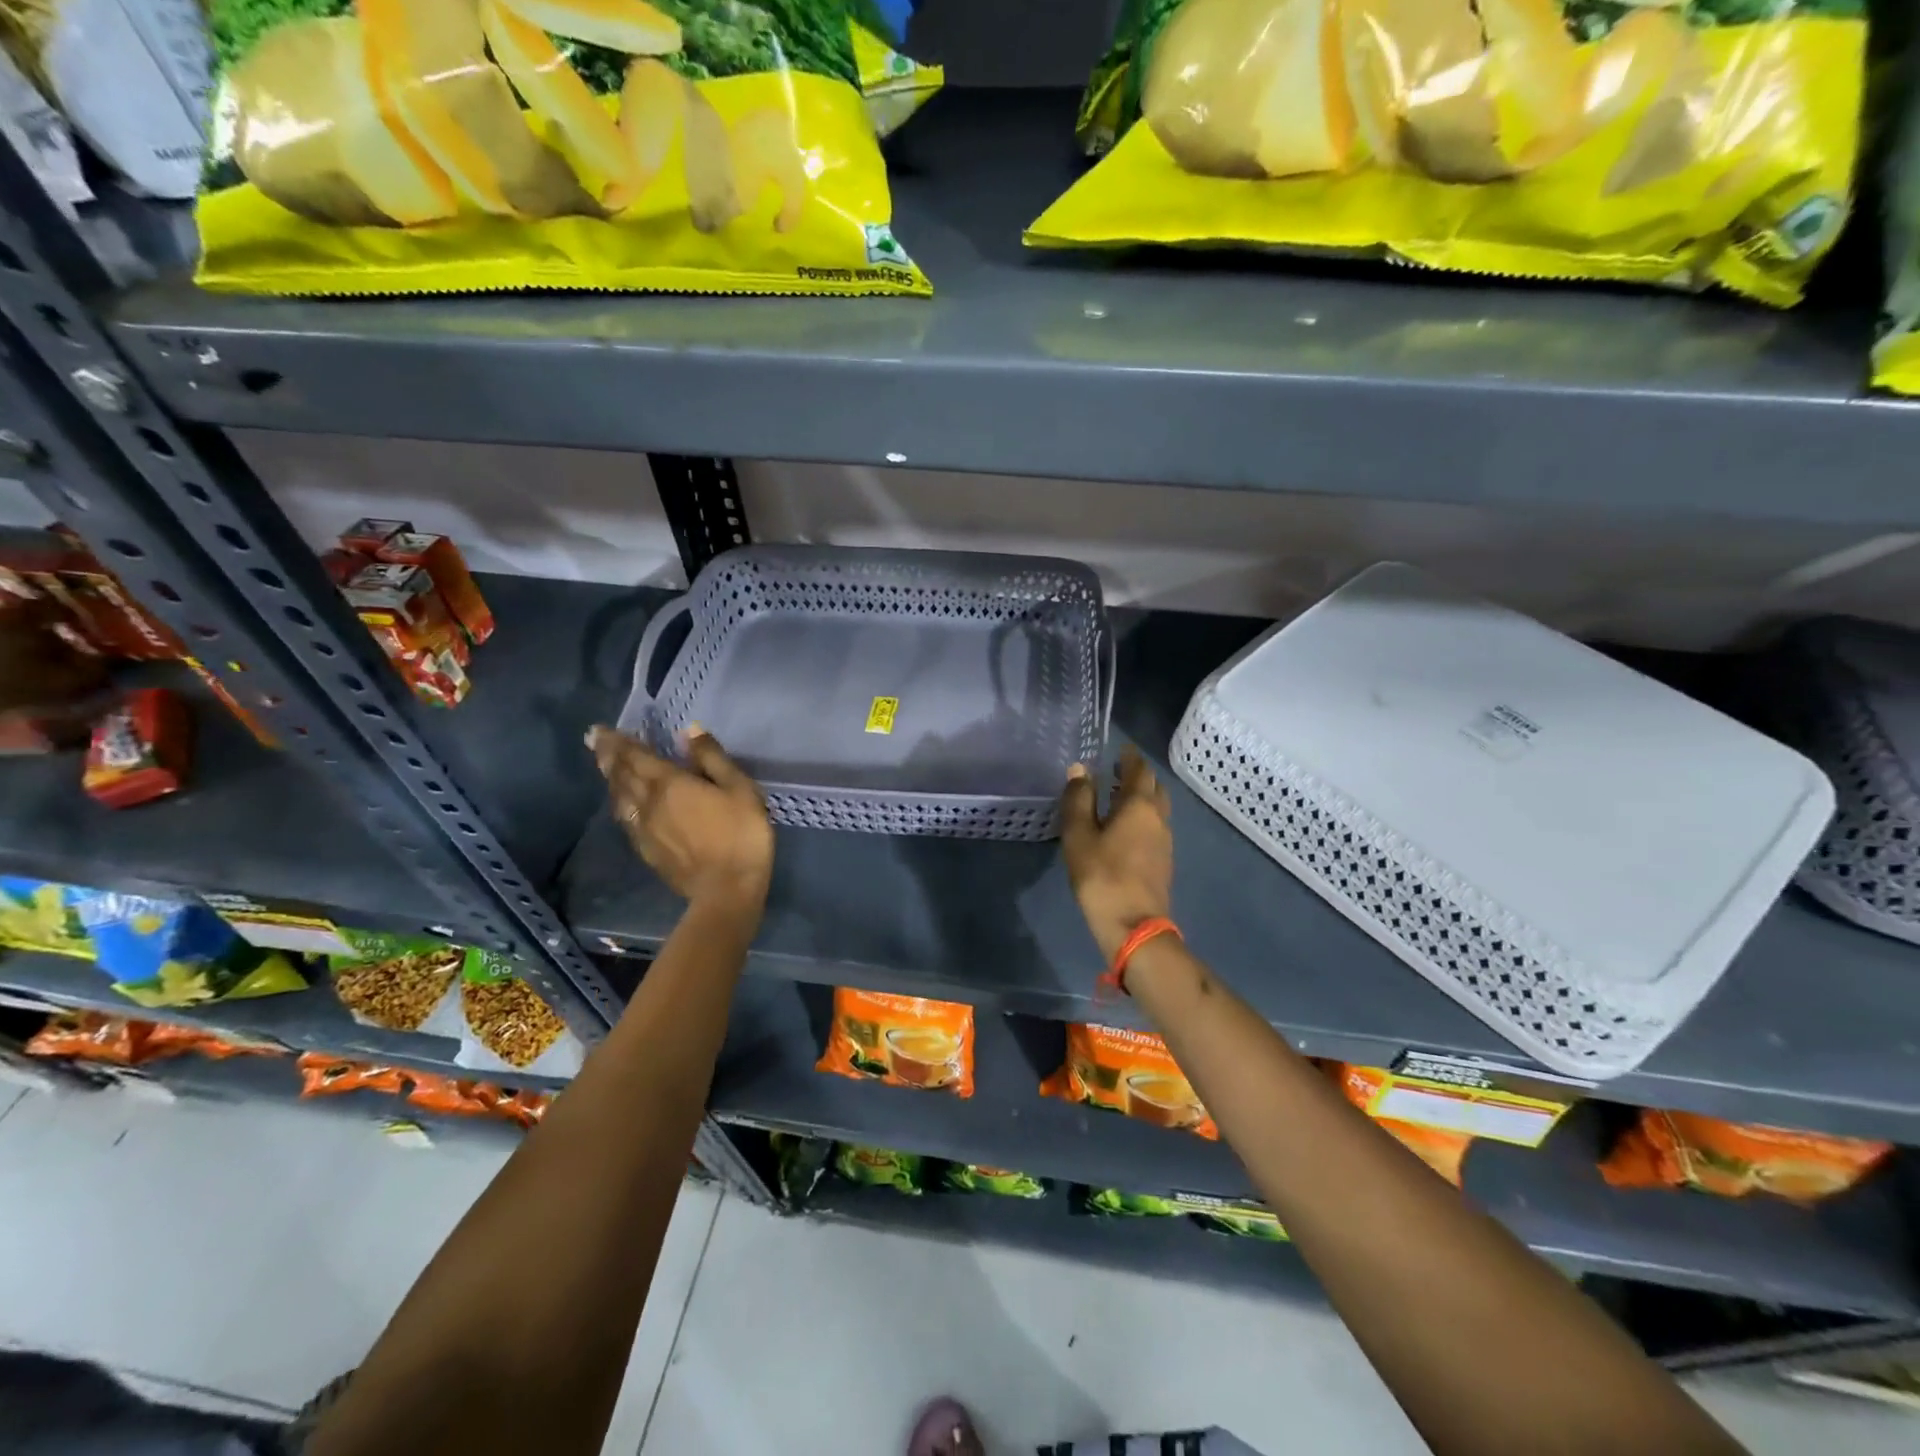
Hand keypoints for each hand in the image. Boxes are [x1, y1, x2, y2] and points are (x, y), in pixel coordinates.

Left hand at [589, 724, 773, 909]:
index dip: (617, 741)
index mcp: (670, 783)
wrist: (727, 889)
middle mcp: (648, 803)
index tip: (598, 730)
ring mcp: (644, 829)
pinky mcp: (647, 850)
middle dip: (608, 756)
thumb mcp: (740, 788)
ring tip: (606, 767)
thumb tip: (689, 731)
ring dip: (611, 779)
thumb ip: (713, 758)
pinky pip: (626, 819)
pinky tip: (623, 804)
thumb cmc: (741, 834)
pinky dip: (620, 804)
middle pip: (621, 775)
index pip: (635, 756)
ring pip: (620, 798)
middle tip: (595, 740)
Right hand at [1060, 746, 1173, 961]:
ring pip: (1158, 808)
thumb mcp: (1079, 836)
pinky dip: (1143, 817)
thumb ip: (1079, 800)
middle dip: (1139, 775)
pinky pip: (1155, 826)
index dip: (1130, 757)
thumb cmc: (1101, 876)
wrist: (1134, 926)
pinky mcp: (1163, 861)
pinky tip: (1125, 827)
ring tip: (1119, 797)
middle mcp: (1158, 817)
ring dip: (1142, 797)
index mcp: (1139, 805)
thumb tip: (1080, 769)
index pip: (1139, 770)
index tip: (1120, 749)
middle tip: (1118, 770)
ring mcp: (1165, 841)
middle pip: (1154, 787)